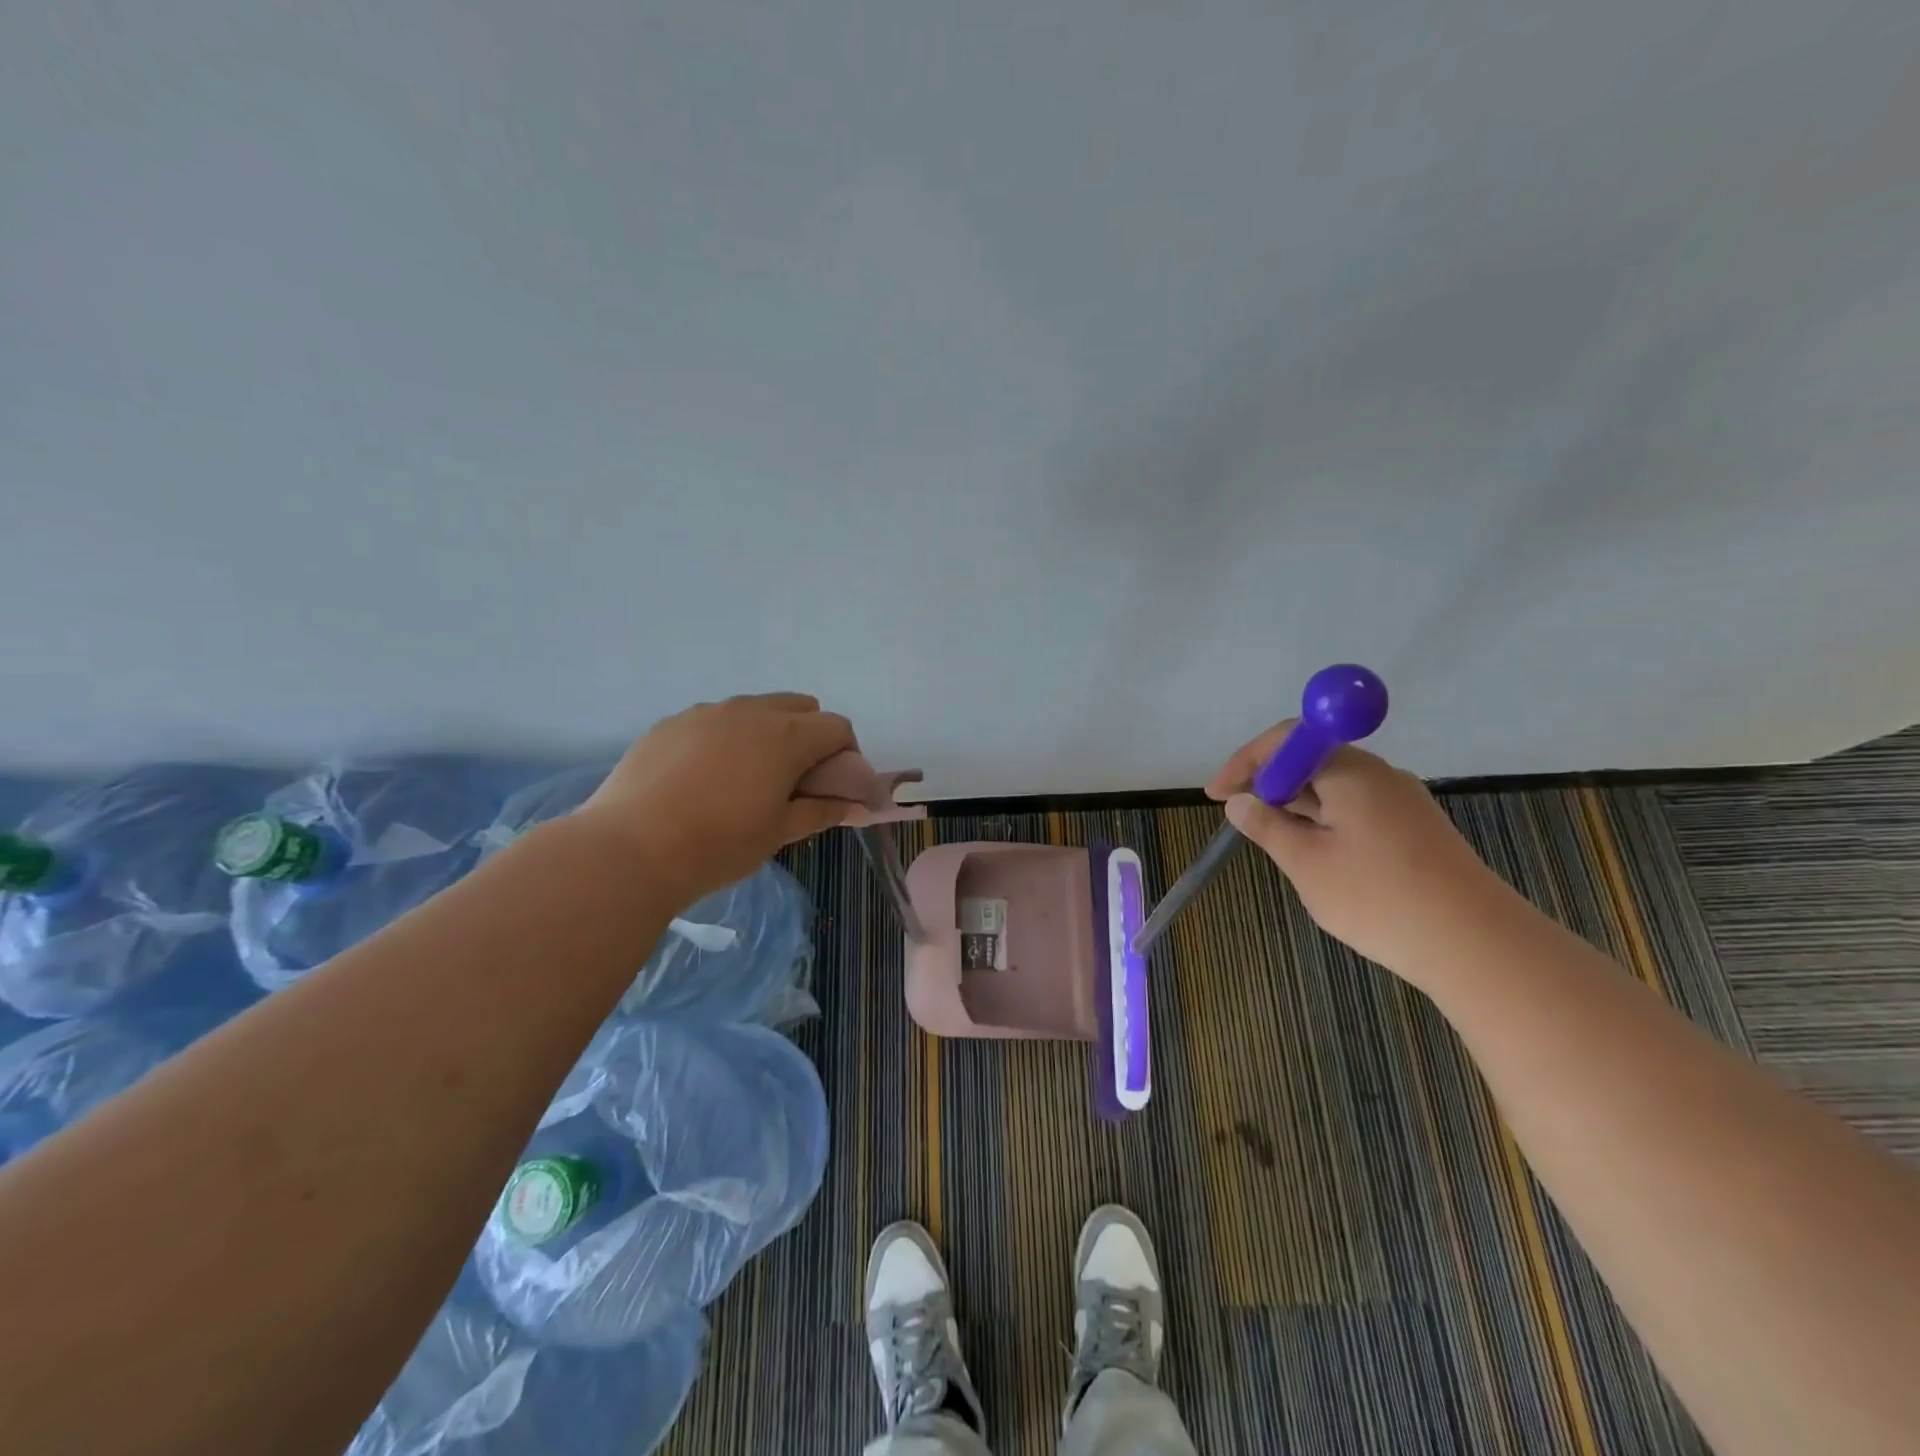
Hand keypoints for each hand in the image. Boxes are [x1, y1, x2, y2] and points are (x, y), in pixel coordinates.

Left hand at [574, 693, 855, 909]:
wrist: (629, 849)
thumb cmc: (718, 845)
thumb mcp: (779, 833)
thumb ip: (822, 811)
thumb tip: (853, 804)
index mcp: (786, 736)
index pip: (837, 728)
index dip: (846, 756)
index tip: (833, 788)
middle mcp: (750, 711)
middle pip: (800, 707)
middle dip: (811, 736)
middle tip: (795, 781)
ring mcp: (706, 712)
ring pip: (755, 709)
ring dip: (768, 734)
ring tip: (747, 779)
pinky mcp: (671, 722)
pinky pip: (715, 720)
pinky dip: (727, 738)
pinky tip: (705, 779)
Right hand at [1206, 723, 1519, 980]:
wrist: (1476, 946)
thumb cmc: (1378, 897)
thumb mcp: (1306, 863)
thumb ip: (1267, 826)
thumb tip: (1240, 802)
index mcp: (1351, 771)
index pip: (1287, 740)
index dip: (1246, 762)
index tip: (1217, 795)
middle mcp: (1379, 775)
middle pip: (1312, 761)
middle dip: (1269, 785)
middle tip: (1241, 819)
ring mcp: (1402, 803)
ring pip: (1334, 789)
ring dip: (1296, 807)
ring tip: (1274, 843)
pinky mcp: (1415, 831)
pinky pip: (1356, 811)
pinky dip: (1324, 823)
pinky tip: (1318, 858)